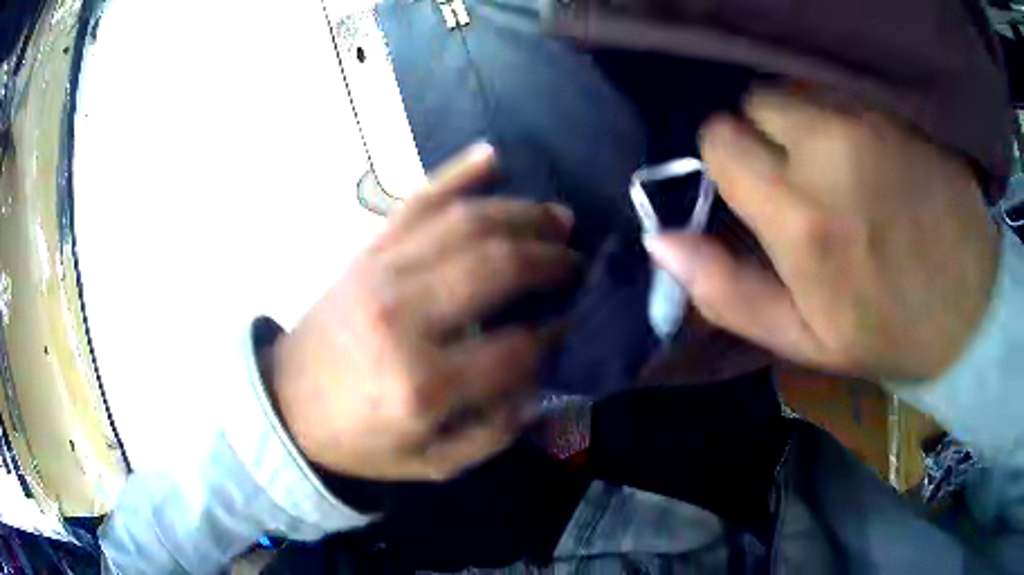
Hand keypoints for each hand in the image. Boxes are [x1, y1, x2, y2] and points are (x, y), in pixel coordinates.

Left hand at [267, 143, 576, 480]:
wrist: (287, 402)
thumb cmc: (359, 438)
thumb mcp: (430, 463)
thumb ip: (493, 433)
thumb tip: (540, 385)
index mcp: (422, 384)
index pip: (515, 348)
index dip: (557, 334)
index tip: (576, 322)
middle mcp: (403, 316)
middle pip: (495, 267)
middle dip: (550, 260)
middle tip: (577, 261)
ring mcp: (381, 272)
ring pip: (464, 223)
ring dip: (521, 214)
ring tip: (557, 218)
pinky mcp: (365, 252)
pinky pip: (416, 201)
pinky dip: (456, 173)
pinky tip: (491, 157)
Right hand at [647, 90, 999, 379]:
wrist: (973, 309)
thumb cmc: (888, 332)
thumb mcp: (804, 339)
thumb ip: (728, 291)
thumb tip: (661, 243)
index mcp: (800, 216)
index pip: (720, 138)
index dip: (726, 163)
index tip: (753, 194)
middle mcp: (829, 150)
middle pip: (756, 102)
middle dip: (763, 138)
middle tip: (797, 184)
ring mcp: (869, 122)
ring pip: (797, 92)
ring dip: (800, 125)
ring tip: (834, 172)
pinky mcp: (897, 114)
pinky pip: (841, 96)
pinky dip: (839, 120)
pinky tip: (868, 161)